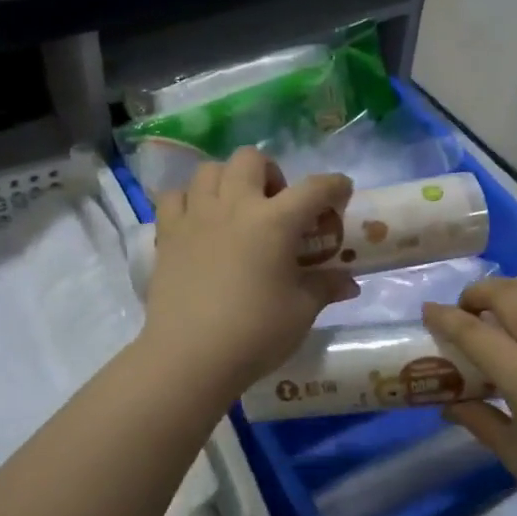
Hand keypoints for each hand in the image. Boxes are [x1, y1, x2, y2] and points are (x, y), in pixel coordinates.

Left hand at [141, 148, 358, 398]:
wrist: (190, 356)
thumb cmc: (255, 333)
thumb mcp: (301, 311)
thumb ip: (324, 287)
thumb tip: (348, 283)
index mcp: (275, 221)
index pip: (314, 188)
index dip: (335, 185)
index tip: (342, 192)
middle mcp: (235, 206)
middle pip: (251, 159)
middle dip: (270, 173)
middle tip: (276, 205)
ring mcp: (196, 216)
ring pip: (209, 170)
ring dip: (228, 181)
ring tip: (235, 209)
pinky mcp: (167, 234)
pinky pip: (174, 197)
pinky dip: (188, 200)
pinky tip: (198, 222)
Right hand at [424, 277, 516, 515]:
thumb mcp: (513, 452)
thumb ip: (478, 419)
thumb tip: (448, 404)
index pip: (474, 332)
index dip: (445, 317)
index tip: (428, 311)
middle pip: (509, 294)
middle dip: (479, 292)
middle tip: (466, 309)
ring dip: (515, 286)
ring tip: (502, 304)